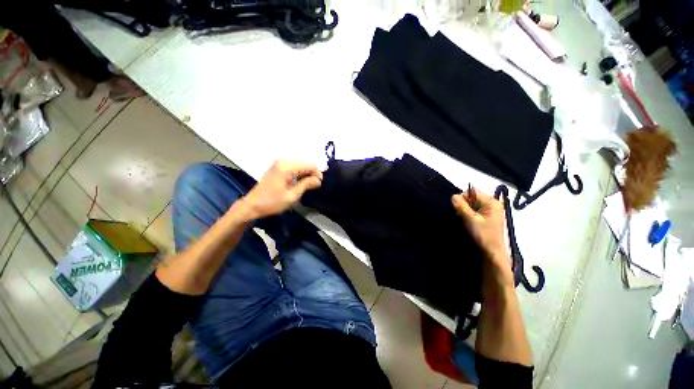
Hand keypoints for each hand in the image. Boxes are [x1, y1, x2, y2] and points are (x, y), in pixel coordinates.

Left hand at [239, 160, 321, 219]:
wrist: (252, 205)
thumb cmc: (272, 202)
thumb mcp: (292, 196)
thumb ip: (306, 185)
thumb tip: (319, 180)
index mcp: (287, 167)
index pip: (309, 165)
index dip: (316, 174)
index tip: (318, 185)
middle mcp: (283, 161)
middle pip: (305, 163)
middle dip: (312, 173)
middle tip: (313, 186)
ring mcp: (279, 163)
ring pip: (300, 165)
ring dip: (306, 174)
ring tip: (307, 186)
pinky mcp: (277, 167)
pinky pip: (294, 167)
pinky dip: (299, 174)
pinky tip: (299, 183)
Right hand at [452, 188, 510, 273]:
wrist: (492, 252)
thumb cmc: (482, 234)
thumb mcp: (470, 219)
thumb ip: (461, 206)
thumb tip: (453, 196)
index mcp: (491, 202)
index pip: (472, 191)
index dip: (462, 198)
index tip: (457, 208)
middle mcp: (493, 203)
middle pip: (472, 197)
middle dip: (464, 204)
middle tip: (461, 215)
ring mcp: (492, 210)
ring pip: (473, 203)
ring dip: (466, 209)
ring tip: (464, 219)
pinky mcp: (488, 216)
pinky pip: (475, 209)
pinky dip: (469, 213)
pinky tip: (467, 221)